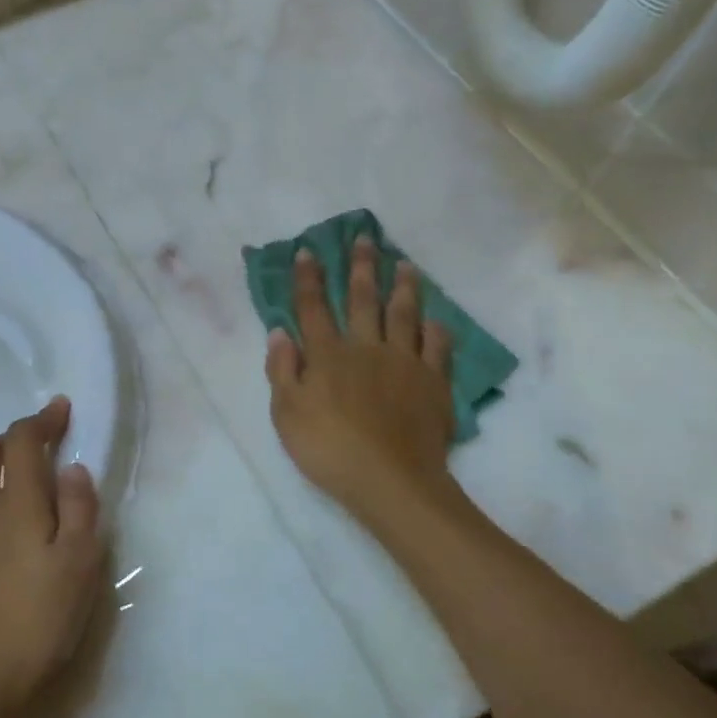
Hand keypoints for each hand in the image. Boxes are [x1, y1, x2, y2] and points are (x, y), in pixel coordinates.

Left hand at [0, 398, 104, 717]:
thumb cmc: (36, 625)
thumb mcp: (80, 567)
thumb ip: (79, 510)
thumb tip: (72, 469)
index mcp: (14, 503)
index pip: (22, 440)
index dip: (41, 419)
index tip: (60, 411)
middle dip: (6, 442)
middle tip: (32, 458)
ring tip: (9, 508)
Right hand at [265, 237, 455, 521]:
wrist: (390, 480)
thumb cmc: (328, 449)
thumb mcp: (286, 414)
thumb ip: (281, 370)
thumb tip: (279, 331)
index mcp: (328, 355)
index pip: (314, 308)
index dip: (309, 278)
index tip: (308, 251)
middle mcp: (366, 348)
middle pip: (363, 299)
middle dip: (361, 267)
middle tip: (365, 238)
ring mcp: (404, 362)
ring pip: (404, 314)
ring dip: (403, 286)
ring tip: (405, 263)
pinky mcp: (433, 382)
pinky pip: (437, 347)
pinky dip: (435, 329)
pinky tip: (435, 320)